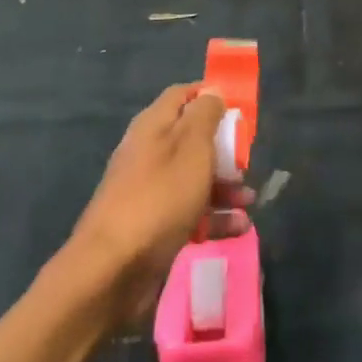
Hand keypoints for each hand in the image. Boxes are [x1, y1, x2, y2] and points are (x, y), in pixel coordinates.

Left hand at [68, 84, 252, 326]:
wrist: (112, 270)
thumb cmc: (160, 197)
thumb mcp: (192, 147)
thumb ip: (205, 115)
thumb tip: (212, 91)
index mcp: (154, 125)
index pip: (183, 95)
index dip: (210, 97)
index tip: (238, 110)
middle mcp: (149, 152)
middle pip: (192, 139)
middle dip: (224, 150)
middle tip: (246, 163)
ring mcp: (150, 190)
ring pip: (194, 178)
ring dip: (225, 187)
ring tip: (249, 201)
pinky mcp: (153, 225)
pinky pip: (189, 211)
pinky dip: (214, 217)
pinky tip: (238, 228)